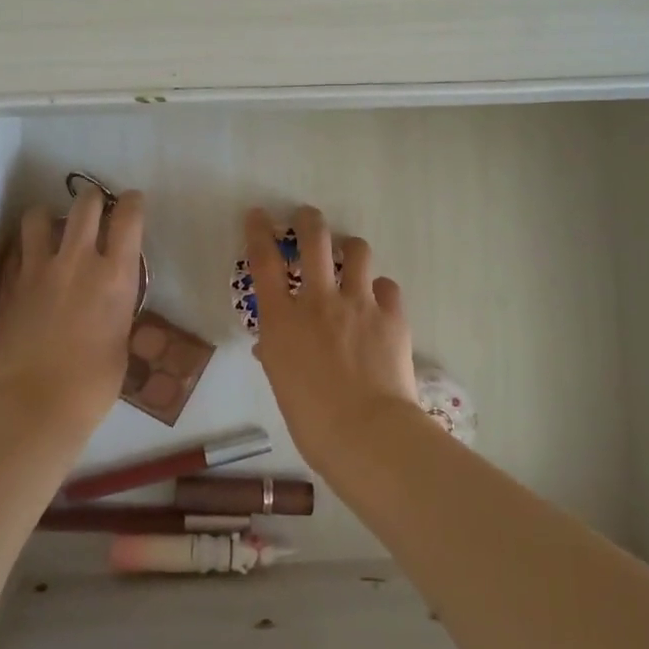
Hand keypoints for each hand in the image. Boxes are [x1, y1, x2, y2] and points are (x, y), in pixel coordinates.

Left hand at [0, 186, 144, 433]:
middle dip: (93, 198)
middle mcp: (77, 261)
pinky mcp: (9, 283)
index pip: (128, 218)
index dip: (132, 203)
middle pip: (85, 204)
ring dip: (49, 215)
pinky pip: (16, 249)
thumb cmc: (93, 384)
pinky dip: (25, 247)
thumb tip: (111, 300)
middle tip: (96, 206)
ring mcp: (38, 269)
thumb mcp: (122, 341)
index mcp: (115, 276)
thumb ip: (118, 309)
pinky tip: (29, 259)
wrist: (35, 404)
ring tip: (52, 226)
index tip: (132, 201)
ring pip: (39, 215)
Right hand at [245, 205, 422, 470]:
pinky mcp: (391, 315)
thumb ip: (276, 355)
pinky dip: (380, 289)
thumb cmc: (312, 420)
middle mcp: (319, 300)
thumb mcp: (281, 384)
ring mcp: (358, 303)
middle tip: (307, 217)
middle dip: (309, 220)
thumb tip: (271, 345)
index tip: (258, 215)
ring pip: (357, 251)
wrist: (367, 434)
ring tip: (350, 254)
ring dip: (350, 248)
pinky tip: (378, 300)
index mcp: (283, 320)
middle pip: (314, 240)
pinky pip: (387, 286)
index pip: (264, 261)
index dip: (258, 232)